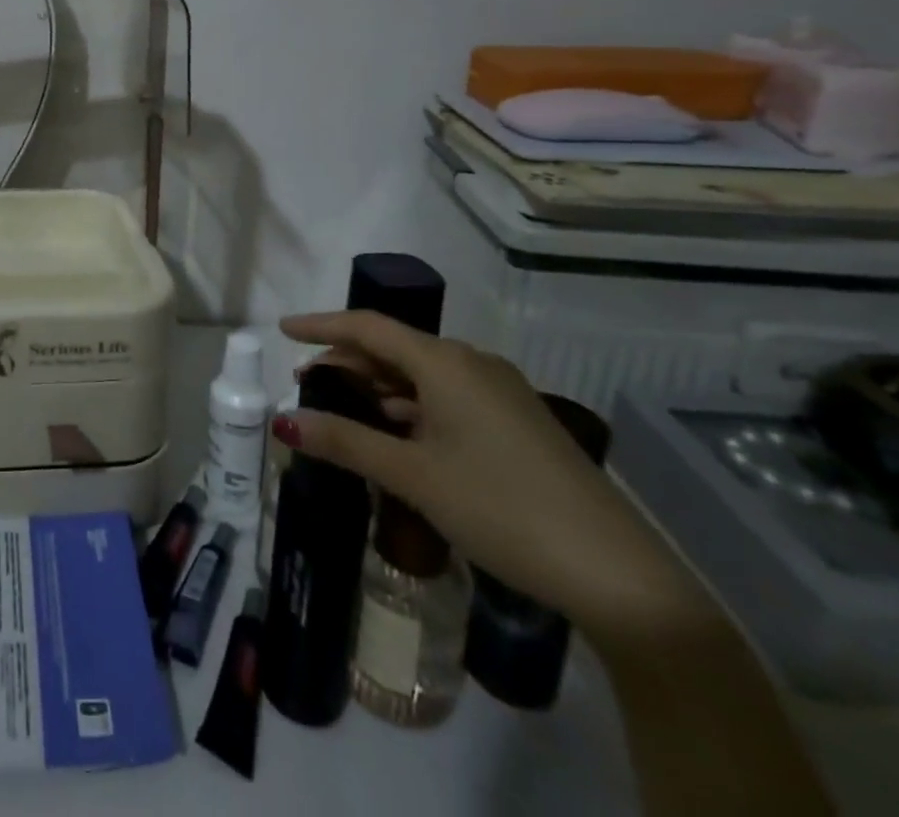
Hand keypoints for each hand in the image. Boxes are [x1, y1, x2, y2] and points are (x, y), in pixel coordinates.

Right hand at [277, 311, 706, 639]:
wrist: (616, 573)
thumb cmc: (501, 508)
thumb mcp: (413, 475)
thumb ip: (344, 441)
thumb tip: (282, 422)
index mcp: (445, 362)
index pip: (368, 326)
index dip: (321, 325)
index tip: (283, 329)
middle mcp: (472, 364)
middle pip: (394, 348)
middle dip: (347, 361)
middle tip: (305, 382)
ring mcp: (500, 392)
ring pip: (421, 374)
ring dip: (378, 386)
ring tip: (342, 407)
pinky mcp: (516, 422)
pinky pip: (447, 396)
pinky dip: (410, 406)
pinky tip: (396, 432)